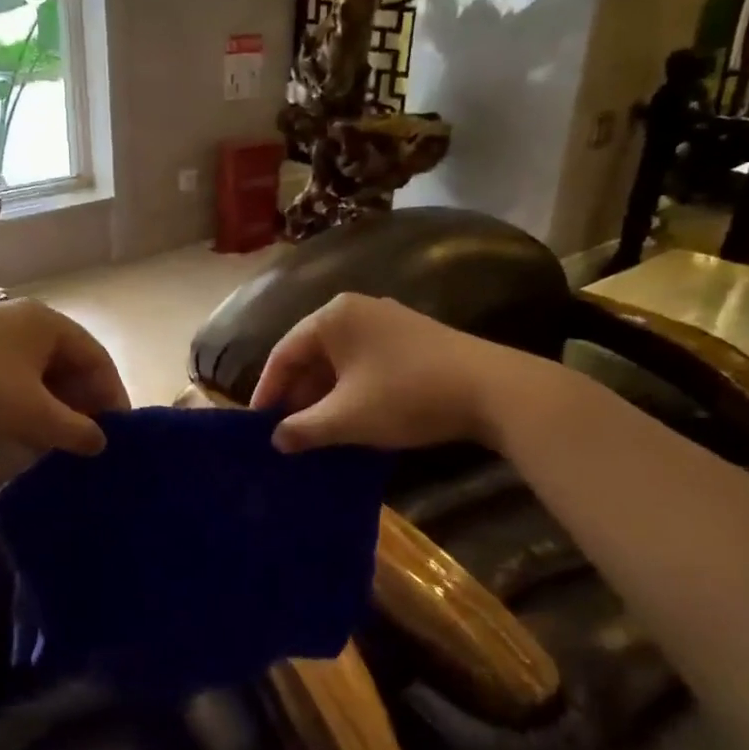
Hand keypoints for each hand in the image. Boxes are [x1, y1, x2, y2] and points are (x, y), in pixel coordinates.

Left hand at [0, 298, 129, 455]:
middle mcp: (27, 321)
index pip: (98, 359)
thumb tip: (100, 443)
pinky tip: (29, 433)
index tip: (121, 433)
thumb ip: (74, 430)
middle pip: (71, 365)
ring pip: (43, 374)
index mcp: (49, 323)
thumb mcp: (32, 413)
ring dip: (57, 408)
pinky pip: (18, 378)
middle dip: (84, 404)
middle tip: (92, 441)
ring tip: (63, 443)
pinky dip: (31, 404)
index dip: (113, 396)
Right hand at [250, 293, 529, 452]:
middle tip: (287, 432)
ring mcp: (388, 321)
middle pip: (312, 354)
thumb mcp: (346, 418)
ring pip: (340, 361)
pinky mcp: (412, 338)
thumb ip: (303, 429)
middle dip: (297, 395)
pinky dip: (351, 390)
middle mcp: (356, 309)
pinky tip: (353, 419)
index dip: (267, 391)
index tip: (257, 426)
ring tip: (316, 431)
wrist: (491, 389)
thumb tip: (276, 439)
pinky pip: (365, 363)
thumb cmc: (405, 396)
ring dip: (324, 396)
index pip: (284, 353)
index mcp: (332, 317)